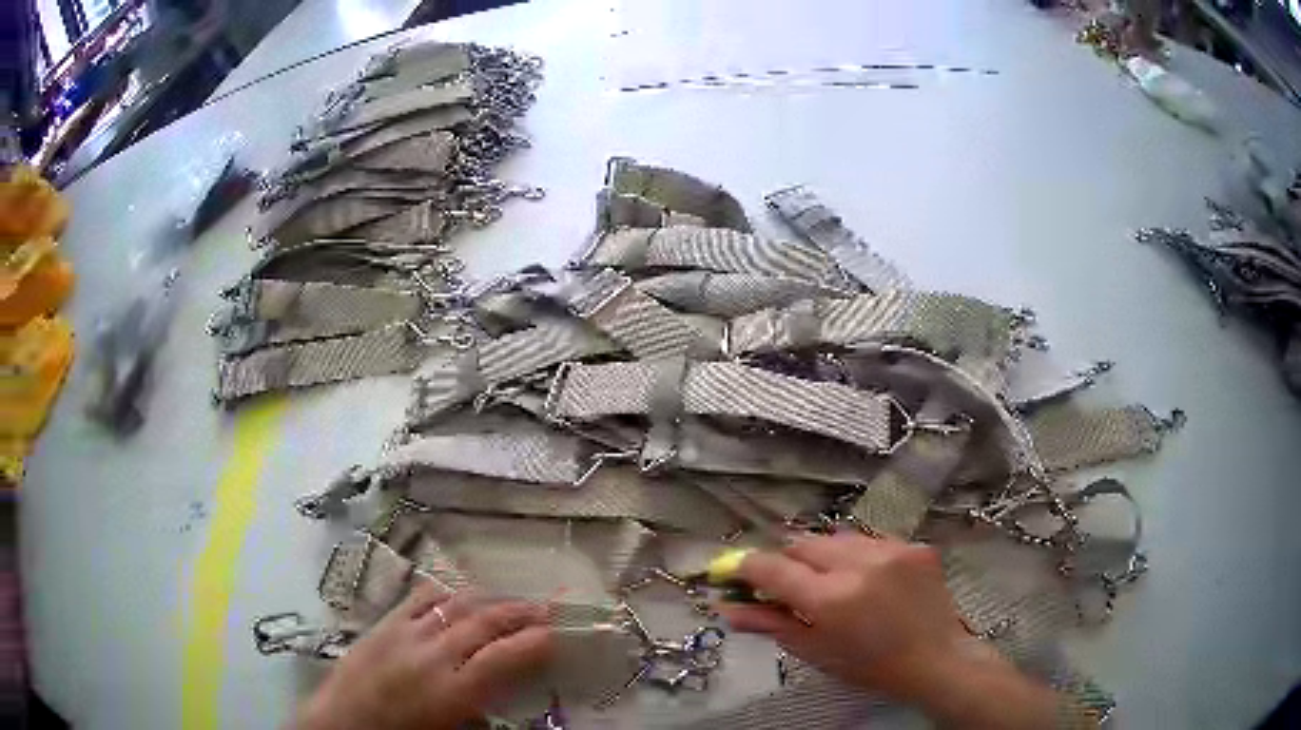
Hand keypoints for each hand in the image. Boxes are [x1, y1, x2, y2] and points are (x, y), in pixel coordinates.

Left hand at [293, 582, 551, 729]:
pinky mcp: (384, 623)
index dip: (534, 642)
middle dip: (520, 613)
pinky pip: (421, 598)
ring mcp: (405, 632)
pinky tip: (459, 595)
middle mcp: (431, 654)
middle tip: (546, 608)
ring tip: (510, 599)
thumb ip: (482, 711)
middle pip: (484, 622)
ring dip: (489, 599)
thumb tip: (506, 693)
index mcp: (451, 690)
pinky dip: (447, 593)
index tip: (557, 634)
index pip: (504, 656)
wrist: (341, 725)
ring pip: (456, 603)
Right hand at [719, 534, 1066, 728]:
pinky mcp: (914, 544)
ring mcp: (891, 549)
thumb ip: (770, 624)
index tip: (734, 572)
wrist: (936, 659)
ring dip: (824, 556)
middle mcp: (859, 564)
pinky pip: (871, 541)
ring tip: (835, 584)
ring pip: (837, 538)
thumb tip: (726, 608)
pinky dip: (859, 556)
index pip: (772, 567)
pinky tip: (870, 580)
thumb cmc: (870, 667)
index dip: (747, 567)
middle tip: (791, 586)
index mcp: (831, 598)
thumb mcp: (816, 652)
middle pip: (803, 543)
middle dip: (789, 561)